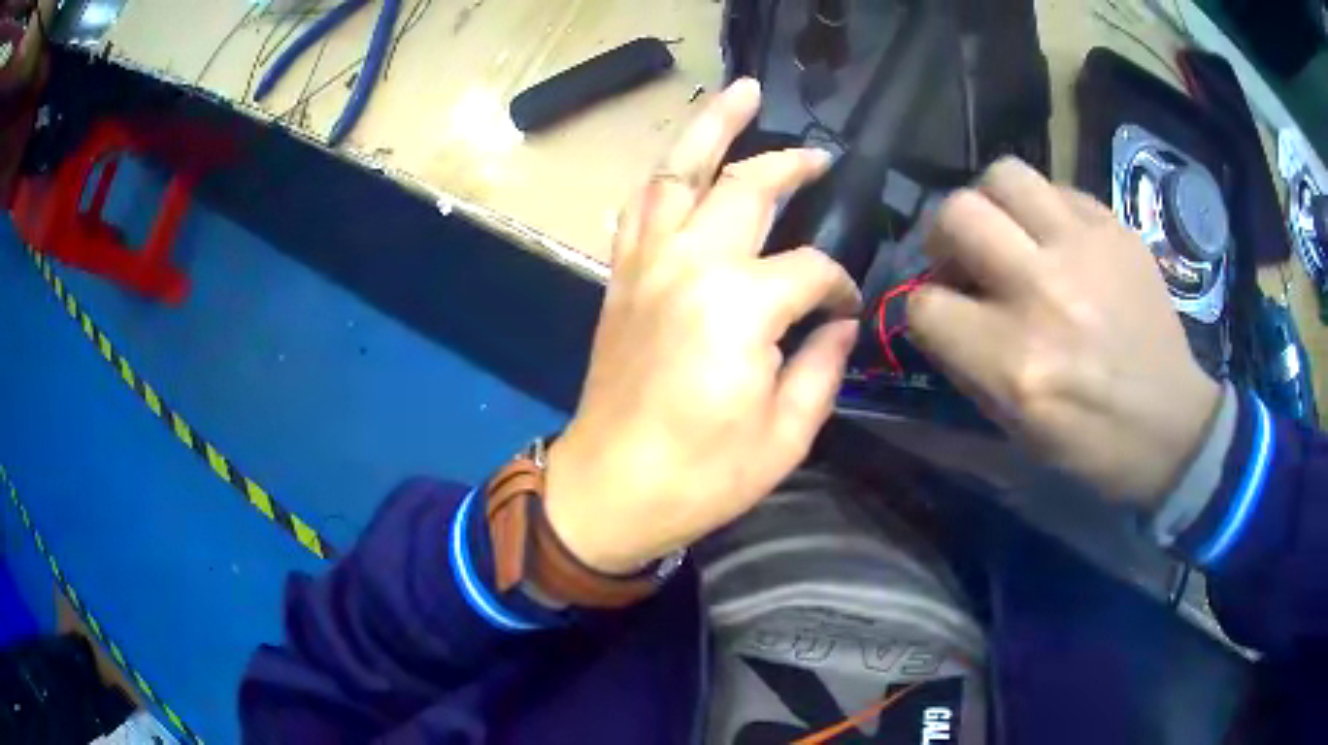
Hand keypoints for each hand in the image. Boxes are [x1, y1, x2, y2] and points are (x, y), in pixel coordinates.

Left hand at [543, 79, 860, 572]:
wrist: (609, 491)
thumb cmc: (701, 477)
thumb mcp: (786, 436)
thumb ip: (823, 368)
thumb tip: (841, 324)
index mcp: (740, 306)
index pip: (812, 269)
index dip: (841, 287)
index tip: (849, 309)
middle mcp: (690, 265)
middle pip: (745, 186)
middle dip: (789, 163)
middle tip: (820, 154)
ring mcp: (646, 265)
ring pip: (676, 172)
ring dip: (709, 127)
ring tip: (740, 94)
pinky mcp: (619, 279)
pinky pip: (639, 208)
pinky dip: (663, 178)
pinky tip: (682, 164)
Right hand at [907, 158, 1220, 506]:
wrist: (1171, 426)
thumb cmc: (1091, 442)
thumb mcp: (1015, 427)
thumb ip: (968, 364)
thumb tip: (941, 310)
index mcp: (1013, 362)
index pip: (925, 306)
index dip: (924, 311)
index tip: (942, 318)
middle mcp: (1044, 292)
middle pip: (957, 215)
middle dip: (944, 237)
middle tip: (963, 257)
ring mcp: (1085, 251)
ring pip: (1003, 176)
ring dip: (990, 202)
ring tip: (1005, 230)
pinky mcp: (1116, 230)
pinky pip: (1057, 188)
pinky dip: (1043, 209)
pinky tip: (1057, 239)